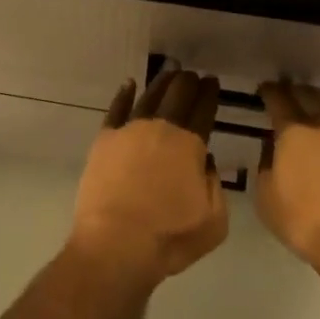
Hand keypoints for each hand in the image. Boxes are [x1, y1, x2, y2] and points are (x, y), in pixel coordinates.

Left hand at [69, 66, 226, 288]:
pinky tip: (129, 85)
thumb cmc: (170, 237)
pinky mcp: (104, 141)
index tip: (212, 82)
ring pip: (148, 96)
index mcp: (190, 144)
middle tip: (193, 75)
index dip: (210, 93)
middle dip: (188, 82)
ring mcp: (129, 131)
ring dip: (161, 83)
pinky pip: (116, 109)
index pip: (203, 109)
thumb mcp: (214, 220)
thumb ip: (215, 186)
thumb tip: (206, 162)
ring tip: (169, 74)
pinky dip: (124, 94)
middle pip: (177, 95)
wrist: (116, 245)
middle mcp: (160, 128)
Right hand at [255, 80, 319, 283]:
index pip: (278, 99)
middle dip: (294, 91)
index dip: (269, 92)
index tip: (264, 90)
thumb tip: (272, 150)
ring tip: (313, 105)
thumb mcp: (266, 198)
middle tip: (286, 94)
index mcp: (294, 132)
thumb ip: (266, 167)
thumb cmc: (305, 223)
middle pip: (308, 94)